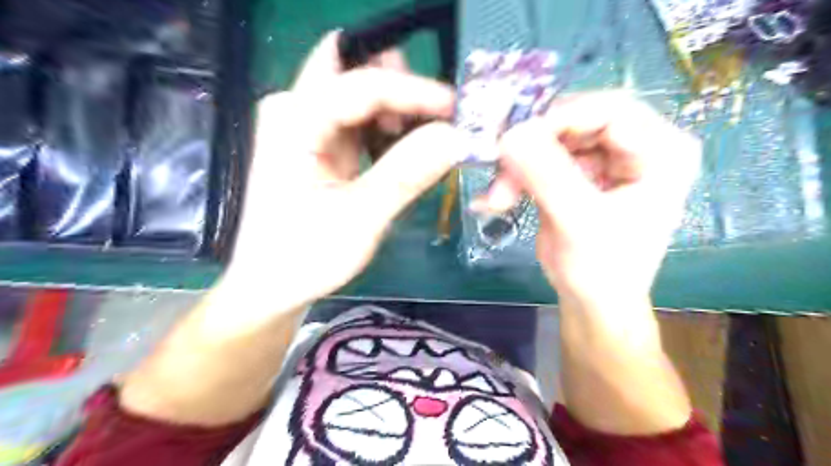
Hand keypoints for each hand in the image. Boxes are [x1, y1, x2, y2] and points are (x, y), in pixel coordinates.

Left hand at [223, 31, 464, 309]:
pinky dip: (390, 130)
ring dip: (400, 110)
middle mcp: (296, 110)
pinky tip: (408, 151)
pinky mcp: (320, 145)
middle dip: (403, 87)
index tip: (458, 109)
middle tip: (443, 115)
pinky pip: (362, 121)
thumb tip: (456, 137)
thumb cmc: (304, 258)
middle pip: (356, 72)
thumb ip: (406, 174)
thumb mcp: (359, 219)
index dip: (415, 91)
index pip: (362, 85)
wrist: (272, 287)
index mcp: (294, 121)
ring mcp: (307, 126)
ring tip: (430, 139)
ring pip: (362, 94)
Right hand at [481, 92, 698, 305]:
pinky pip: (541, 160)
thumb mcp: (579, 223)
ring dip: (519, 167)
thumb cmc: (603, 270)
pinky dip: (516, 177)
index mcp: (661, 151)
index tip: (517, 139)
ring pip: (551, 141)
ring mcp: (603, 160)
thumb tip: (511, 134)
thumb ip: (548, 176)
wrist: (593, 302)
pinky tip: (497, 199)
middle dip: (533, 148)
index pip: (611, 110)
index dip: (561, 118)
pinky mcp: (577, 173)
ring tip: (497, 197)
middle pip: (576, 122)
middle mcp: (636, 147)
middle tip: (500, 170)